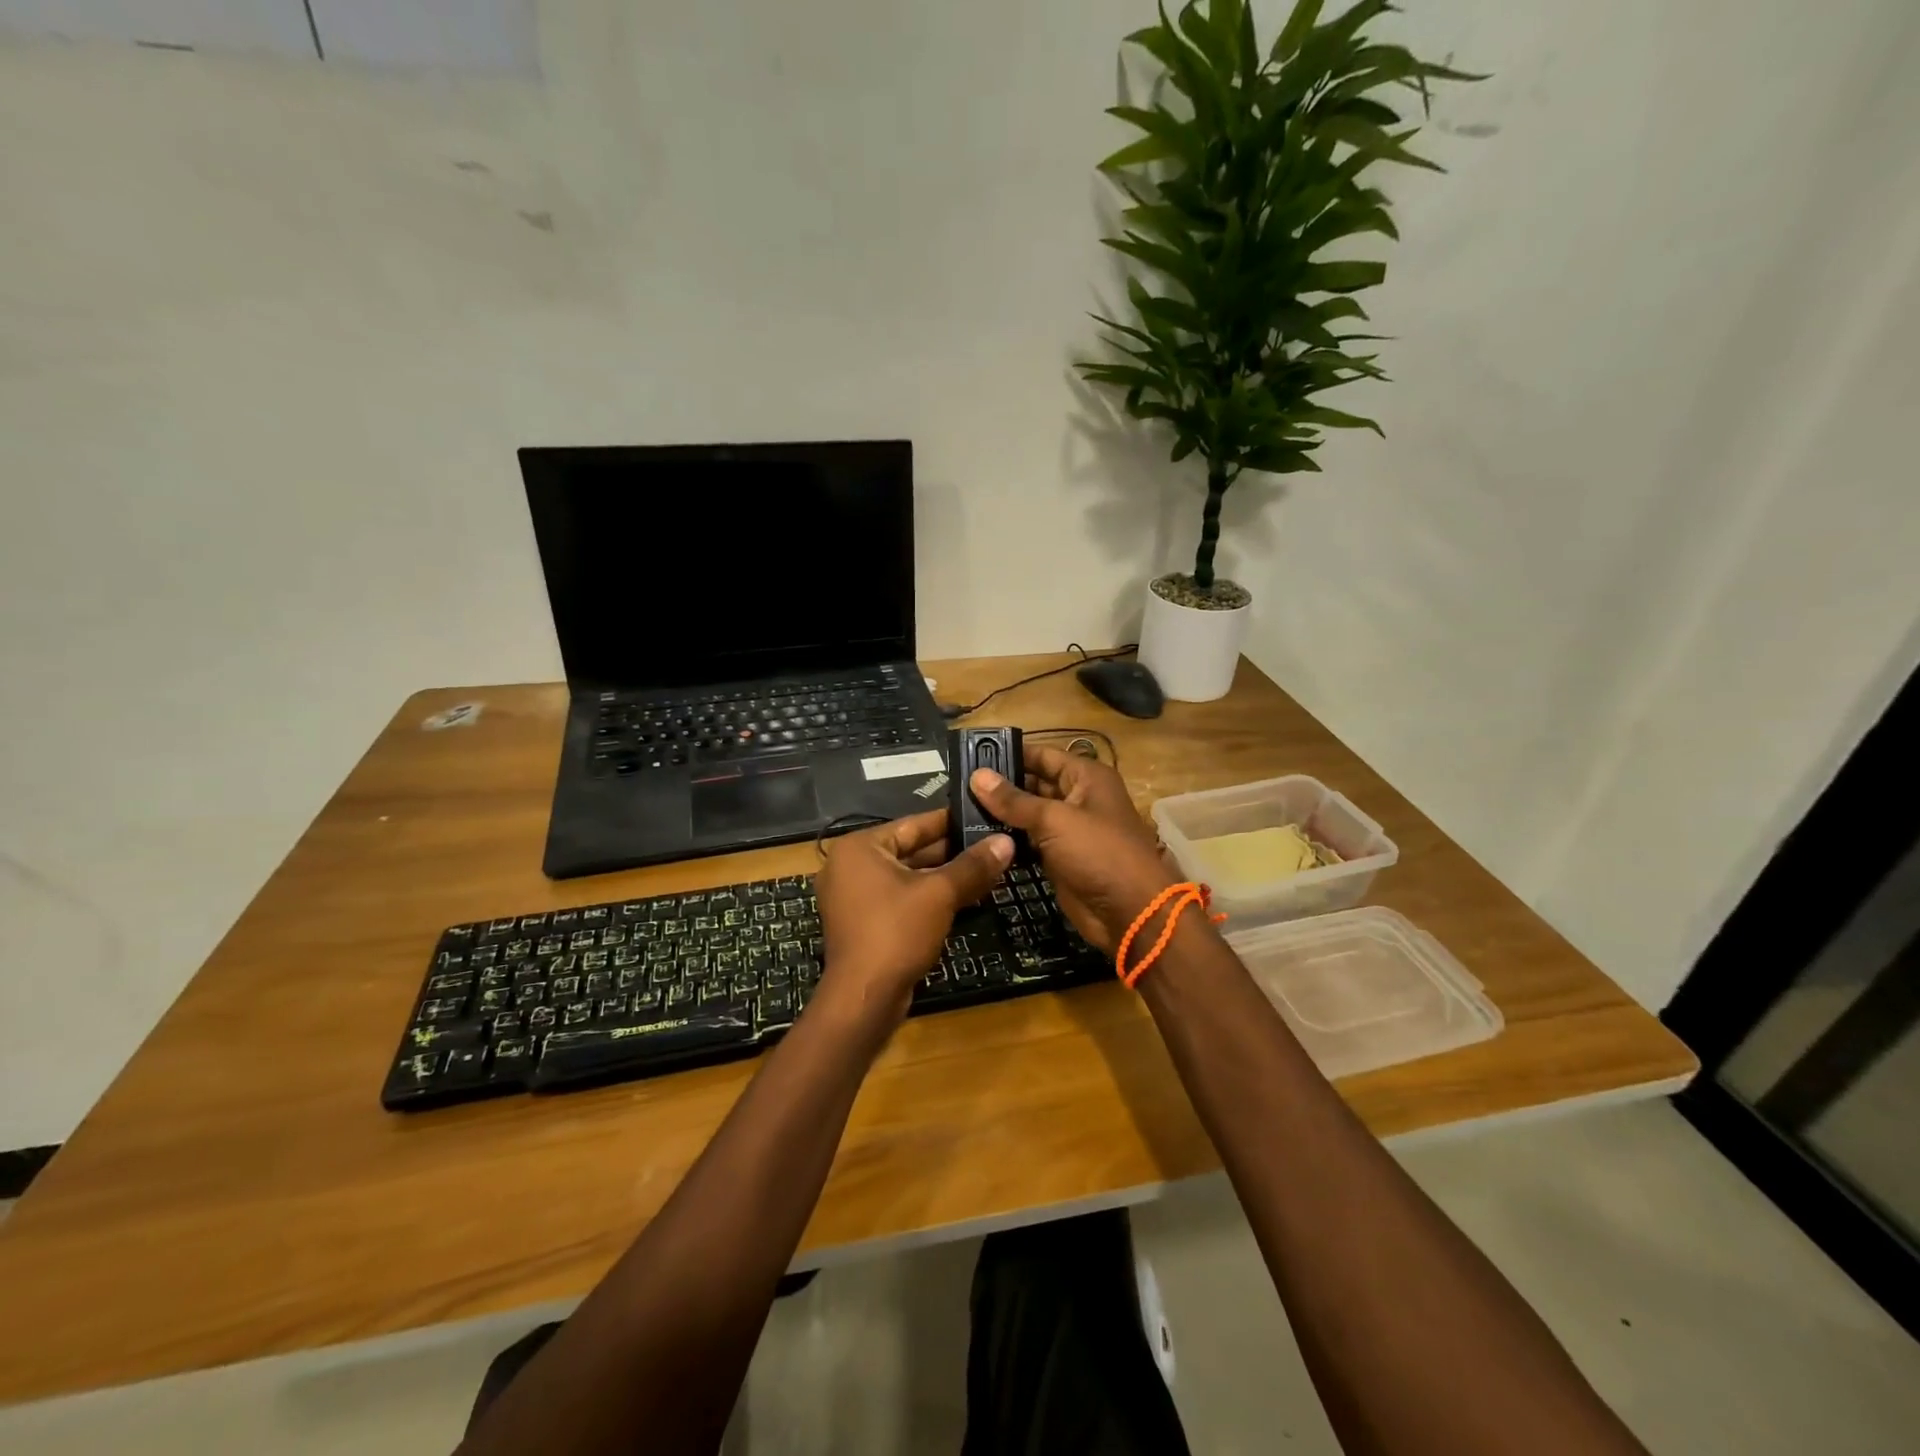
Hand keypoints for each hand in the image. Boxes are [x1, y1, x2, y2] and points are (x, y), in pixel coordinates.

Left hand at [811, 809, 1013, 1024]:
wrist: (864, 998)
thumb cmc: (897, 932)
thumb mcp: (940, 894)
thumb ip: (973, 865)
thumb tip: (1006, 841)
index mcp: (860, 847)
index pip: (913, 824)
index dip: (951, 821)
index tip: (982, 816)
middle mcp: (850, 866)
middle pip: (910, 850)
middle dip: (951, 852)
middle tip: (991, 845)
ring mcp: (853, 896)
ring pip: (907, 877)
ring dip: (943, 877)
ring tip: (986, 870)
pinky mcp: (862, 923)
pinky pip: (900, 899)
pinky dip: (928, 898)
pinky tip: (963, 898)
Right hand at [968, 746, 1177, 952]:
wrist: (1129, 912)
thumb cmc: (1098, 852)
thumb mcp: (1055, 820)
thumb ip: (1014, 800)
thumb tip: (977, 775)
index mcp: (1086, 777)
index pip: (1043, 755)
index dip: (1010, 754)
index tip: (972, 754)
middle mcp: (1078, 798)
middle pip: (1034, 784)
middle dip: (1000, 786)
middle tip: (958, 786)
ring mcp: (1069, 830)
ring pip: (1029, 815)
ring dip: (1001, 814)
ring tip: (959, 809)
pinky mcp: (1059, 858)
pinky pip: (1029, 841)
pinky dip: (1009, 839)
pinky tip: (977, 837)